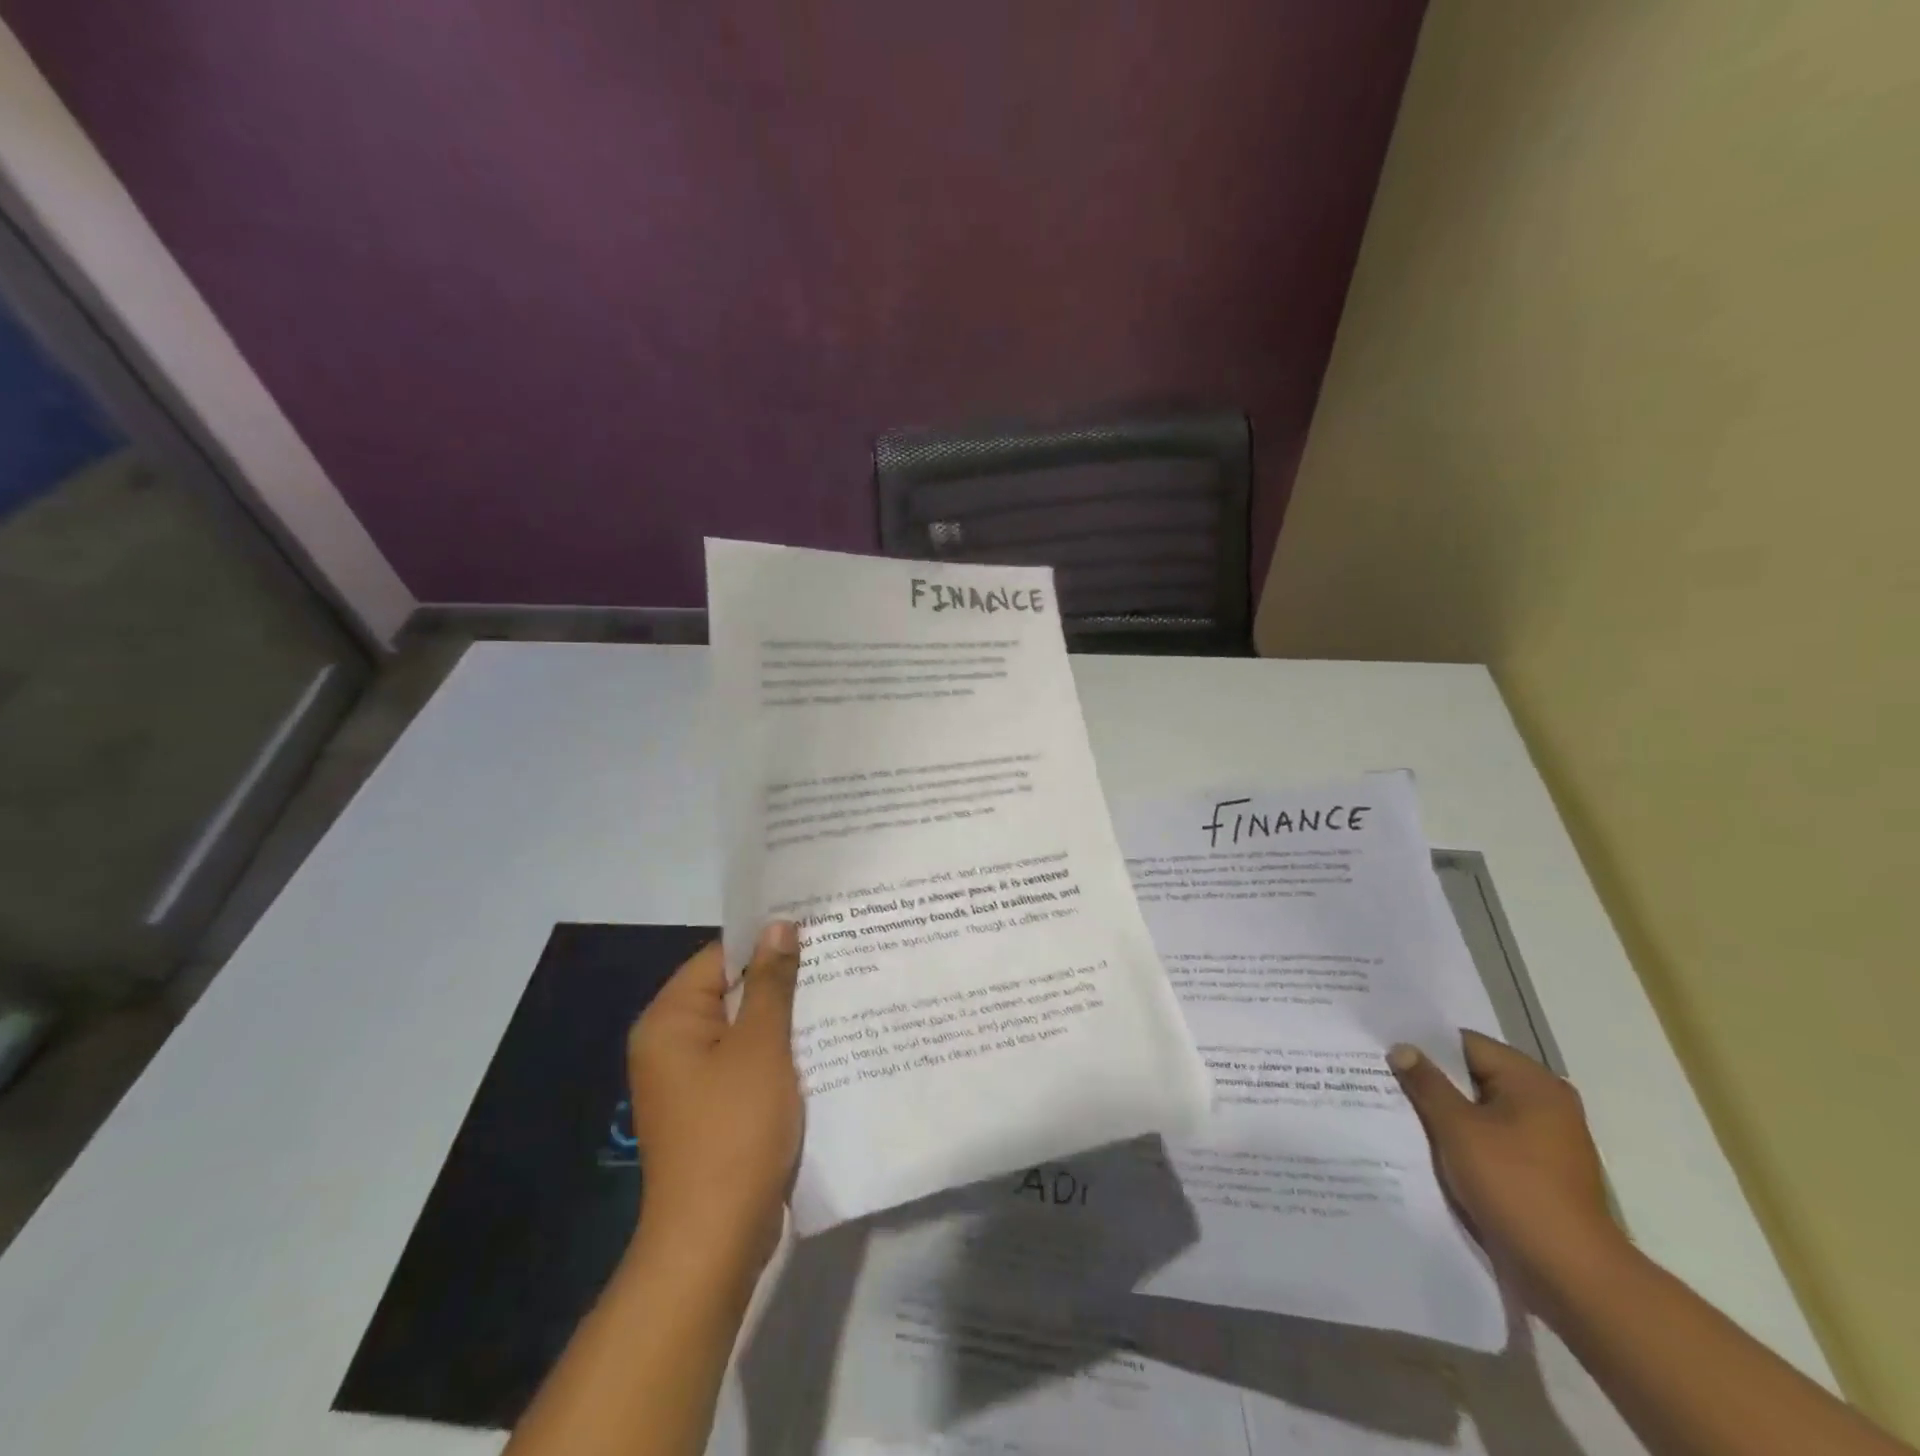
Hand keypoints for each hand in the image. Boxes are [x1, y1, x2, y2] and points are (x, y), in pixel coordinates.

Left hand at [626, 922, 802, 1278]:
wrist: (715, 1239)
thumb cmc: (735, 1129)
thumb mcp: (761, 1046)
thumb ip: (771, 982)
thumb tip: (779, 926)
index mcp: (669, 1020)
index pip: (720, 957)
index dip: (766, 942)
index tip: (815, 930)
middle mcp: (671, 1044)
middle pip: (731, 992)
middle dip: (780, 979)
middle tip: (834, 958)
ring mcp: (690, 1080)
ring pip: (743, 1029)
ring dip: (783, 1017)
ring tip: (835, 993)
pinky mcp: (711, 1108)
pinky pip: (746, 1062)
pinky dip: (777, 1052)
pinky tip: (819, 1044)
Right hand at [1388, 1030, 1624, 1295]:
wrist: (1570, 1274)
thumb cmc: (1513, 1186)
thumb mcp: (1457, 1128)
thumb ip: (1426, 1083)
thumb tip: (1402, 1049)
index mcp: (1532, 1082)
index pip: (1466, 1044)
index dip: (1424, 1045)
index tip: (1385, 1049)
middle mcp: (1545, 1103)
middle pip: (1473, 1076)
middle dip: (1431, 1080)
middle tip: (1382, 1076)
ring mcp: (1545, 1139)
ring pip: (1479, 1110)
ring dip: (1444, 1112)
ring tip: (1397, 1109)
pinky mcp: (1538, 1170)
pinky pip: (1490, 1138)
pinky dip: (1462, 1138)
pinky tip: (1428, 1144)